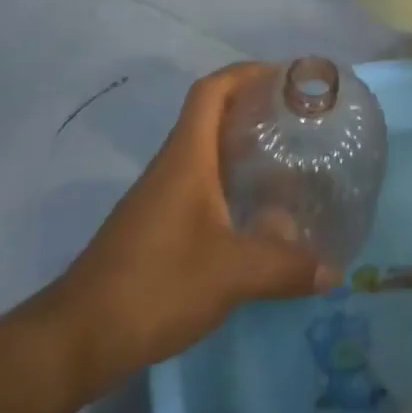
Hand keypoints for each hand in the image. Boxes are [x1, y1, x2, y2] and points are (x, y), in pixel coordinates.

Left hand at [44, 64, 333, 393]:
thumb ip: (285, 266)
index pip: (212, 90)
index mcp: (187, 158)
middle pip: (213, 116)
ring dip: (245, 149)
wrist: (76, 340)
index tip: (285, 77)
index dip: (246, 72)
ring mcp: (162, 198)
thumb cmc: (155, 285)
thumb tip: (335, 269)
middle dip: (255, 109)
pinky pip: (203, 187)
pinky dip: (234, 185)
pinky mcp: (159, 227)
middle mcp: (173, 167)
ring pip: (209, 154)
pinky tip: (260, 213)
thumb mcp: (231, 274)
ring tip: (291, 160)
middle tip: (301, 120)